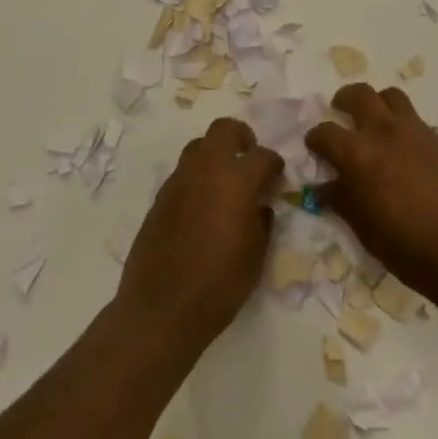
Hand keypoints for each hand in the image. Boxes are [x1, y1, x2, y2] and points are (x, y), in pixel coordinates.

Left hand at [116, 118, 283, 352]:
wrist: (161, 309)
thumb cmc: (219, 285)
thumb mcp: (255, 257)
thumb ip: (261, 222)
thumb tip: (260, 207)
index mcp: (236, 181)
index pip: (262, 156)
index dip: (274, 163)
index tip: (277, 175)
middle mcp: (206, 171)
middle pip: (223, 129)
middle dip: (241, 136)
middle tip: (248, 156)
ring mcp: (178, 181)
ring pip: (198, 146)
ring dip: (215, 154)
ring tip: (224, 180)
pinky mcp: (159, 198)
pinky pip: (182, 173)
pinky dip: (196, 178)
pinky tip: (202, 205)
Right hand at [307, 83, 437, 296]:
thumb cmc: (405, 245)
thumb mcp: (363, 227)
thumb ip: (341, 199)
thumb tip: (323, 186)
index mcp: (358, 153)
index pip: (325, 132)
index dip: (315, 138)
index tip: (315, 146)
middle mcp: (385, 131)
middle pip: (359, 94)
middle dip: (345, 99)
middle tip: (342, 109)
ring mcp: (418, 132)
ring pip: (393, 97)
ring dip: (380, 104)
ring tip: (378, 120)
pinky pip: (421, 125)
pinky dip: (409, 132)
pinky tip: (413, 154)